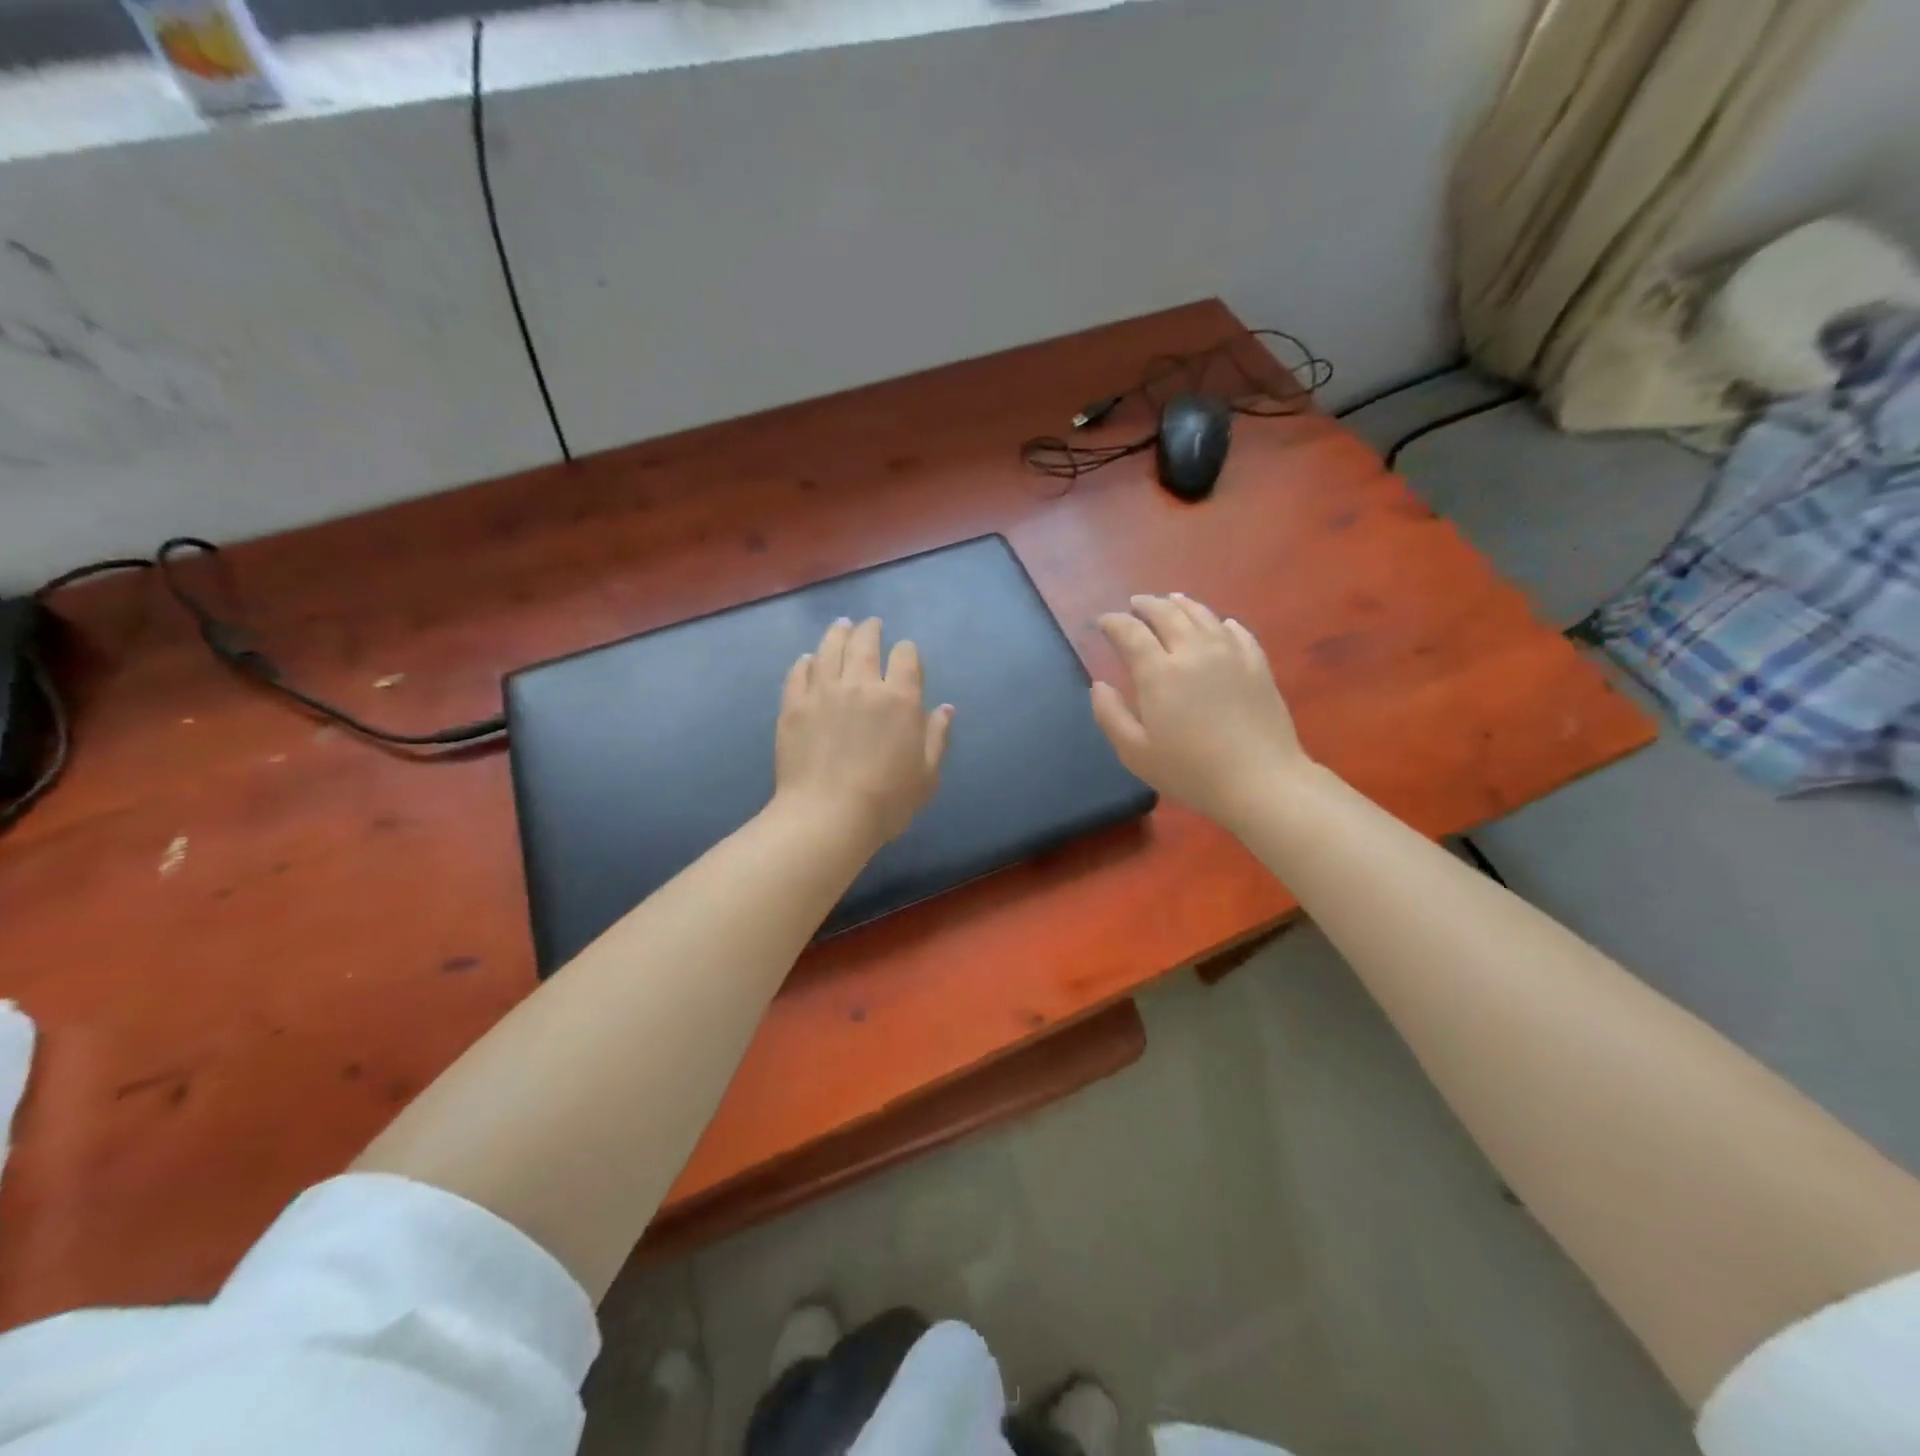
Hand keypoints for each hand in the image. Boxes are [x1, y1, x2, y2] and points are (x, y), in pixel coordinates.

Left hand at [773, 617, 953, 849]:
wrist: (827, 816)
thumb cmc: (887, 801)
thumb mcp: (927, 775)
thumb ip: (937, 737)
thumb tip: (945, 708)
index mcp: (900, 699)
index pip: (906, 657)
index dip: (907, 651)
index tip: (905, 654)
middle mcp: (862, 685)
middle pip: (865, 643)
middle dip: (871, 630)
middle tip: (871, 625)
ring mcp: (823, 692)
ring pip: (830, 649)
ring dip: (838, 633)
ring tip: (842, 625)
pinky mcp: (794, 706)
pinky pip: (799, 672)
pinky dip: (807, 661)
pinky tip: (809, 659)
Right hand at [1091, 594, 1309, 828]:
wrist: (1260, 781)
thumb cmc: (1190, 771)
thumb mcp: (1135, 753)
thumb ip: (1110, 715)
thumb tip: (1099, 685)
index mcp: (1159, 673)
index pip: (1130, 633)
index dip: (1113, 623)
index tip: (1102, 622)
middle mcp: (1193, 651)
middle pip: (1166, 613)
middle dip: (1146, 605)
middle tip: (1134, 605)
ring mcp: (1230, 654)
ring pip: (1202, 615)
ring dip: (1181, 604)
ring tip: (1171, 601)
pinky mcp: (1257, 665)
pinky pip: (1237, 632)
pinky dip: (1221, 623)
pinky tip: (1220, 625)